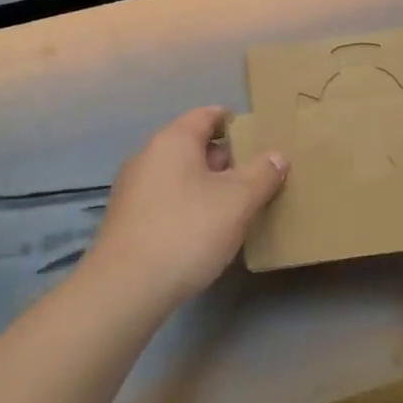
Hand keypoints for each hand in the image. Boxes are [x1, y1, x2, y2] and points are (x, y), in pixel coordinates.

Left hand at [84, 106, 287, 307]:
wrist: (126, 287)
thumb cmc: (187, 231)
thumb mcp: (237, 201)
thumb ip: (262, 175)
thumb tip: (277, 156)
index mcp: (173, 140)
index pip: (206, 115)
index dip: (234, 121)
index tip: (259, 136)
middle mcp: (148, 156)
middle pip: (193, 145)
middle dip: (225, 158)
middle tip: (256, 176)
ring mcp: (133, 188)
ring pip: (180, 175)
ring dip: (207, 184)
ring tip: (237, 205)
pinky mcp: (128, 219)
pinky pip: (167, 199)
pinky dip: (189, 204)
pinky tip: (205, 230)